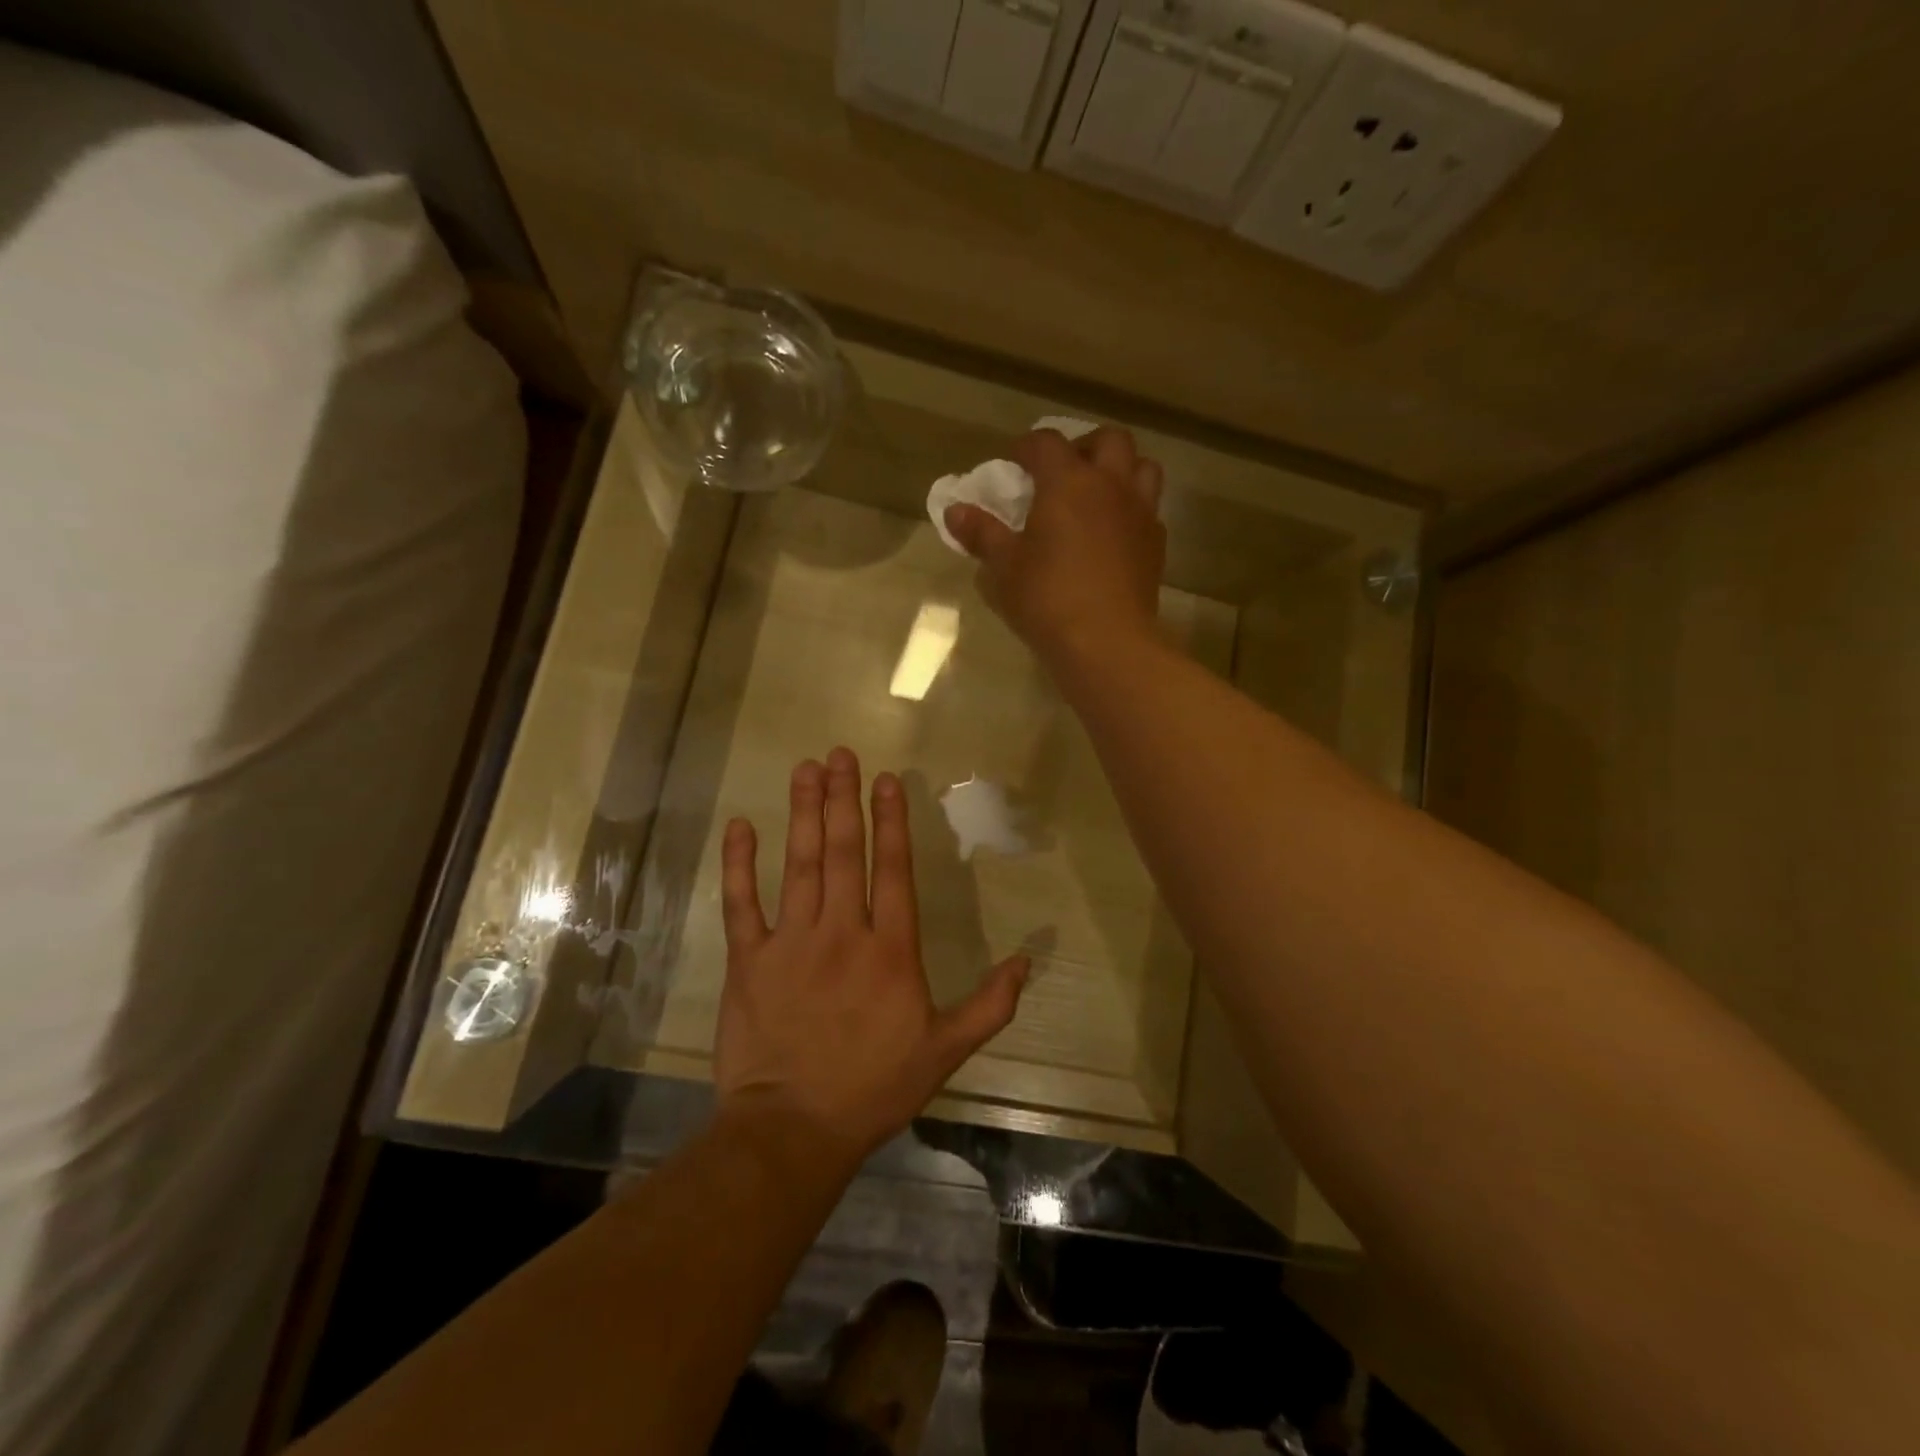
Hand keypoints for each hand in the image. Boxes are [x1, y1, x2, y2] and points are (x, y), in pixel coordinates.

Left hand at [715, 748, 1029, 1164]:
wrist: (794, 1130)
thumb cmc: (873, 1088)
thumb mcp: (945, 1051)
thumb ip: (989, 1004)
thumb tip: (1029, 960)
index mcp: (890, 950)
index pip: (891, 869)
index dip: (890, 820)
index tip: (885, 779)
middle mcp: (842, 932)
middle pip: (843, 852)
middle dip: (842, 798)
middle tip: (839, 754)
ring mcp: (791, 942)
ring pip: (799, 865)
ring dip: (803, 813)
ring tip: (807, 770)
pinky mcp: (748, 960)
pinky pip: (742, 903)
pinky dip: (739, 864)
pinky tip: (741, 826)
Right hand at [943, 426, 1164, 667]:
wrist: (1107, 642)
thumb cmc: (1047, 599)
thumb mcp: (1004, 568)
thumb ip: (981, 534)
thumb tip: (954, 511)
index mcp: (1068, 482)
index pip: (1046, 443)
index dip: (1027, 447)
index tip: (1013, 464)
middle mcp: (1110, 486)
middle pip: (1109, 440)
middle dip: (1084, 446)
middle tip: (1062, 472)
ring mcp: (1140, 513)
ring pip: (1141, 467)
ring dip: (1120, 470)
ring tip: (1097, 496)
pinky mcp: (1156, 544)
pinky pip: (1148, 509)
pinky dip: (1131, 509)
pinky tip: (1112, 535)